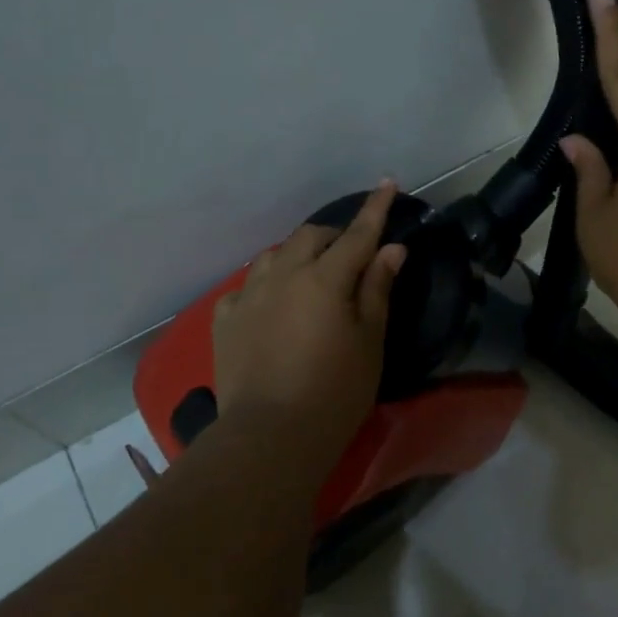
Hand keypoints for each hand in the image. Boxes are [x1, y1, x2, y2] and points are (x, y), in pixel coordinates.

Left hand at [213, 181, 407, 451]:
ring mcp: (249, 295)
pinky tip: (271, 304)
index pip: (357, 234)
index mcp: (325, 279)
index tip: (386, 182)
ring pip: (275, 256)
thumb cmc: (335, 391)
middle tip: (351, 252)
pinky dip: (266, 285)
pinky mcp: (225, 318)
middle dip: (334, 235)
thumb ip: (377, 289)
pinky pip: (247, 286)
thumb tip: (392, 249)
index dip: (375, 208)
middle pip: (311, 236)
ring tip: (310, 275)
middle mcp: (284, 275)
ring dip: (297, 255)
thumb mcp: (369, 341)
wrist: (271, 434)